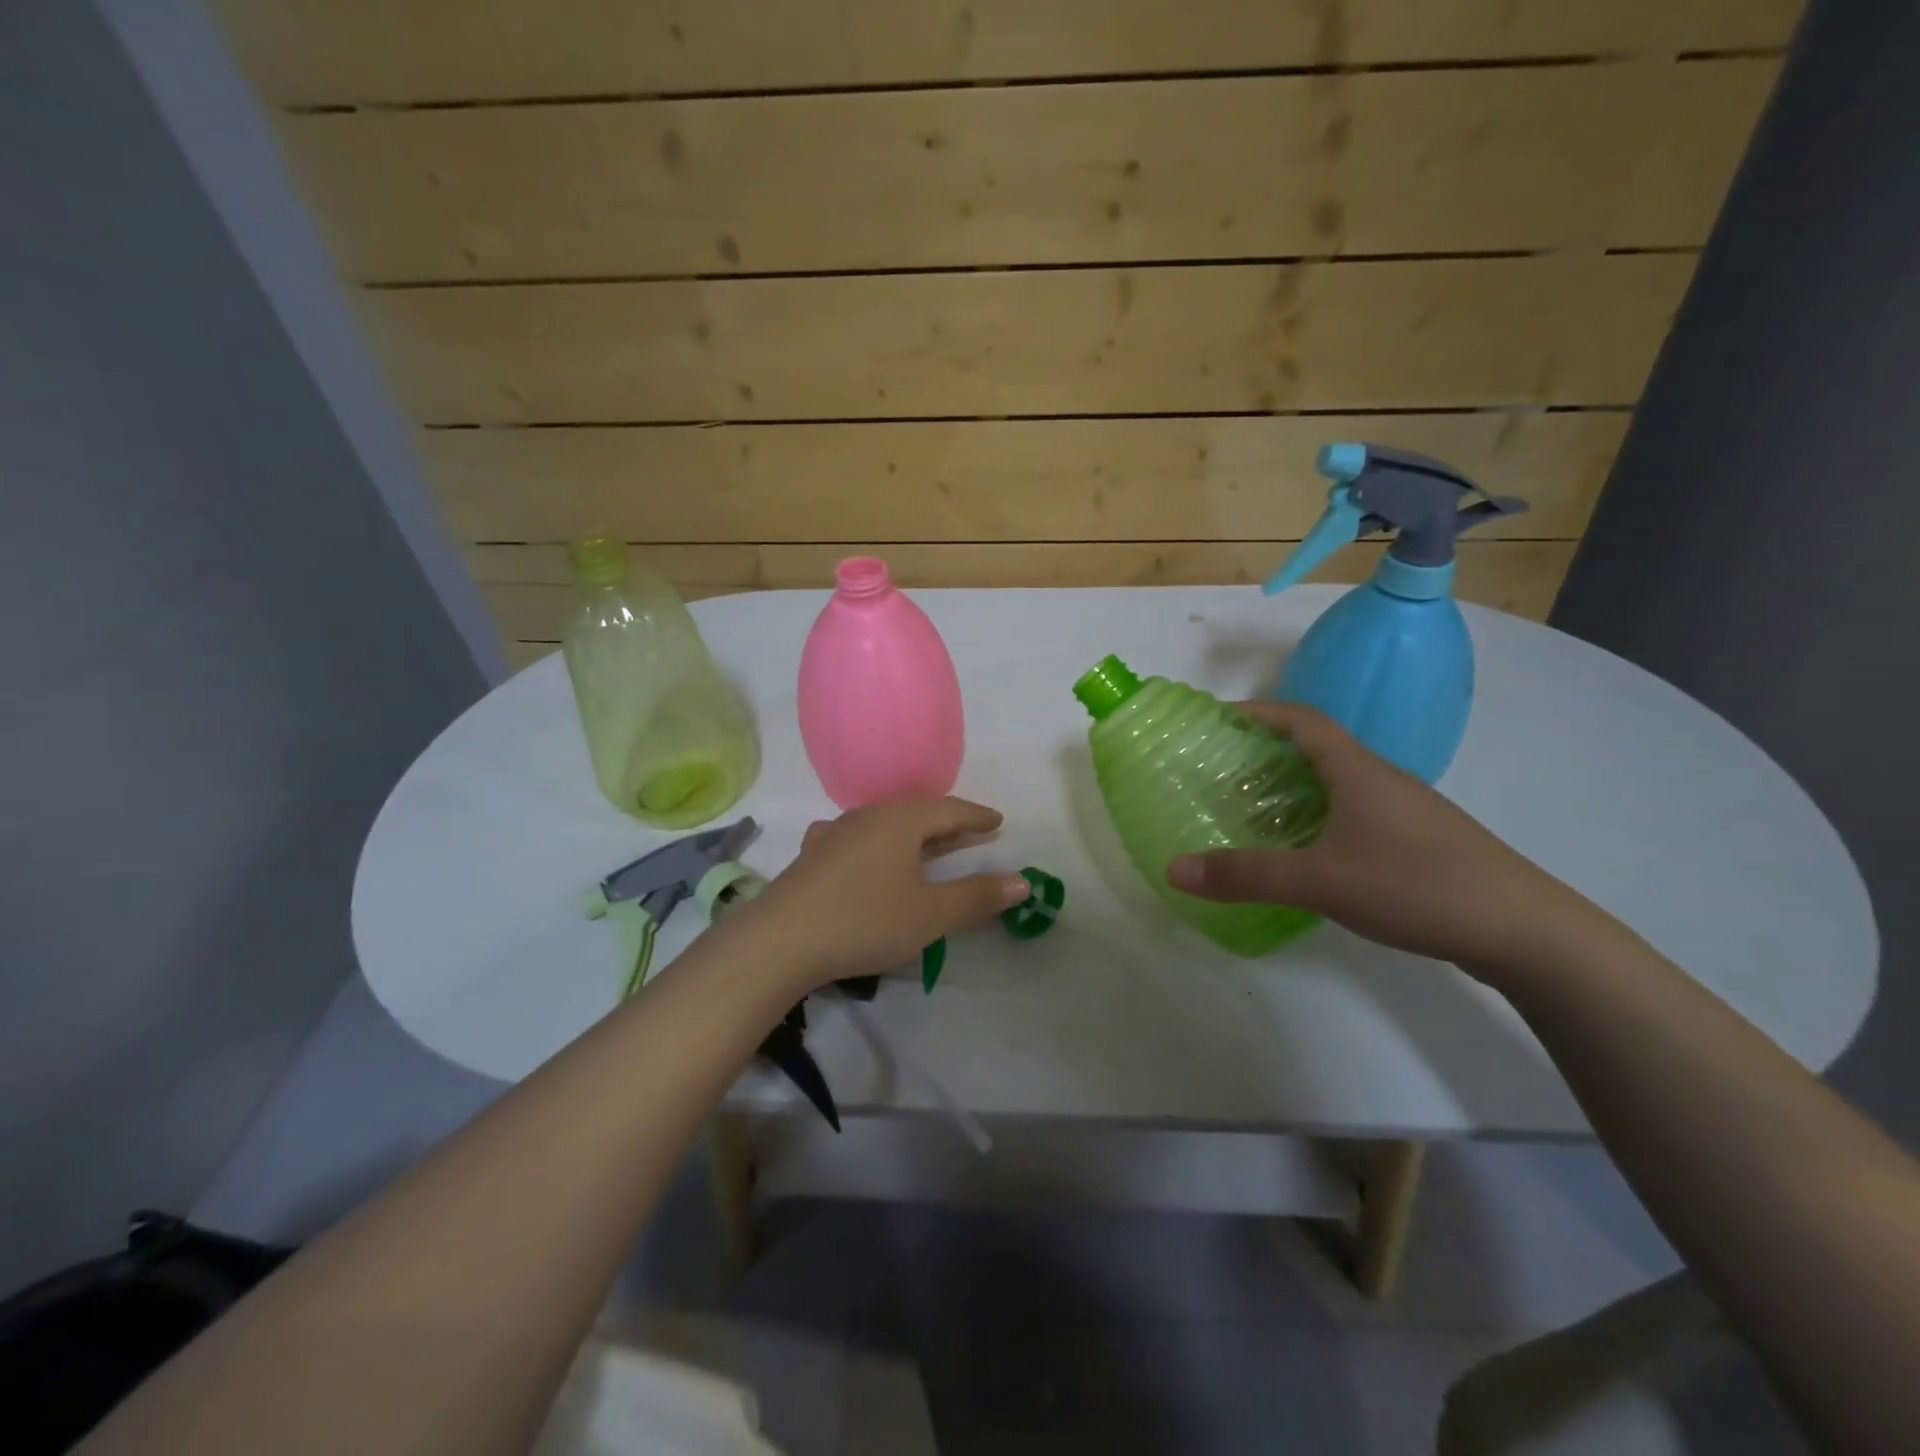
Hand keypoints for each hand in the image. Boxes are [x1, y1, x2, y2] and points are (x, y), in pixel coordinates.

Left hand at [748, 798, 1033, 989]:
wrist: (779, 940)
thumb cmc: (864, 921)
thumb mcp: (929, 914)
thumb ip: (976, 896)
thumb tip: (1022, 881)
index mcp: (901, 821)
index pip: (949, 810)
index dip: (977, 817)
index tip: (998, 822)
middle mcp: (868, 816)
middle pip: (917, 813)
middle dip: (948, 824)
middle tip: (972, 833)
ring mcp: (835, 833)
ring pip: (885, 824)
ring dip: (912, 833)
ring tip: (927, 845)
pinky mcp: (812, 856)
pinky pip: (857, 838)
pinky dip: (878, 844)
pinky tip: (867, 851)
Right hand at [1167, 703, 1583, 976]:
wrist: (1526, 930)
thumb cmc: (1417, 884)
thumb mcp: (1320, 880)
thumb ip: (1246, 874)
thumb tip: (1173, 868)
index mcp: (1357, 770)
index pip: (1301, 720)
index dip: (1258, 711)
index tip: (1218, 718)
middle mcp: (1382, 780)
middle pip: (1318, 748)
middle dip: (1267, 751)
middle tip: (1223, 771)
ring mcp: (1405, 811)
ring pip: (1338, 783)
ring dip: (1294, 786)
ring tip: (1254, 810)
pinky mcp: (1419, 843)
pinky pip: (1355, 813)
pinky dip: (1320, 817)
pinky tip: (1309, 852)